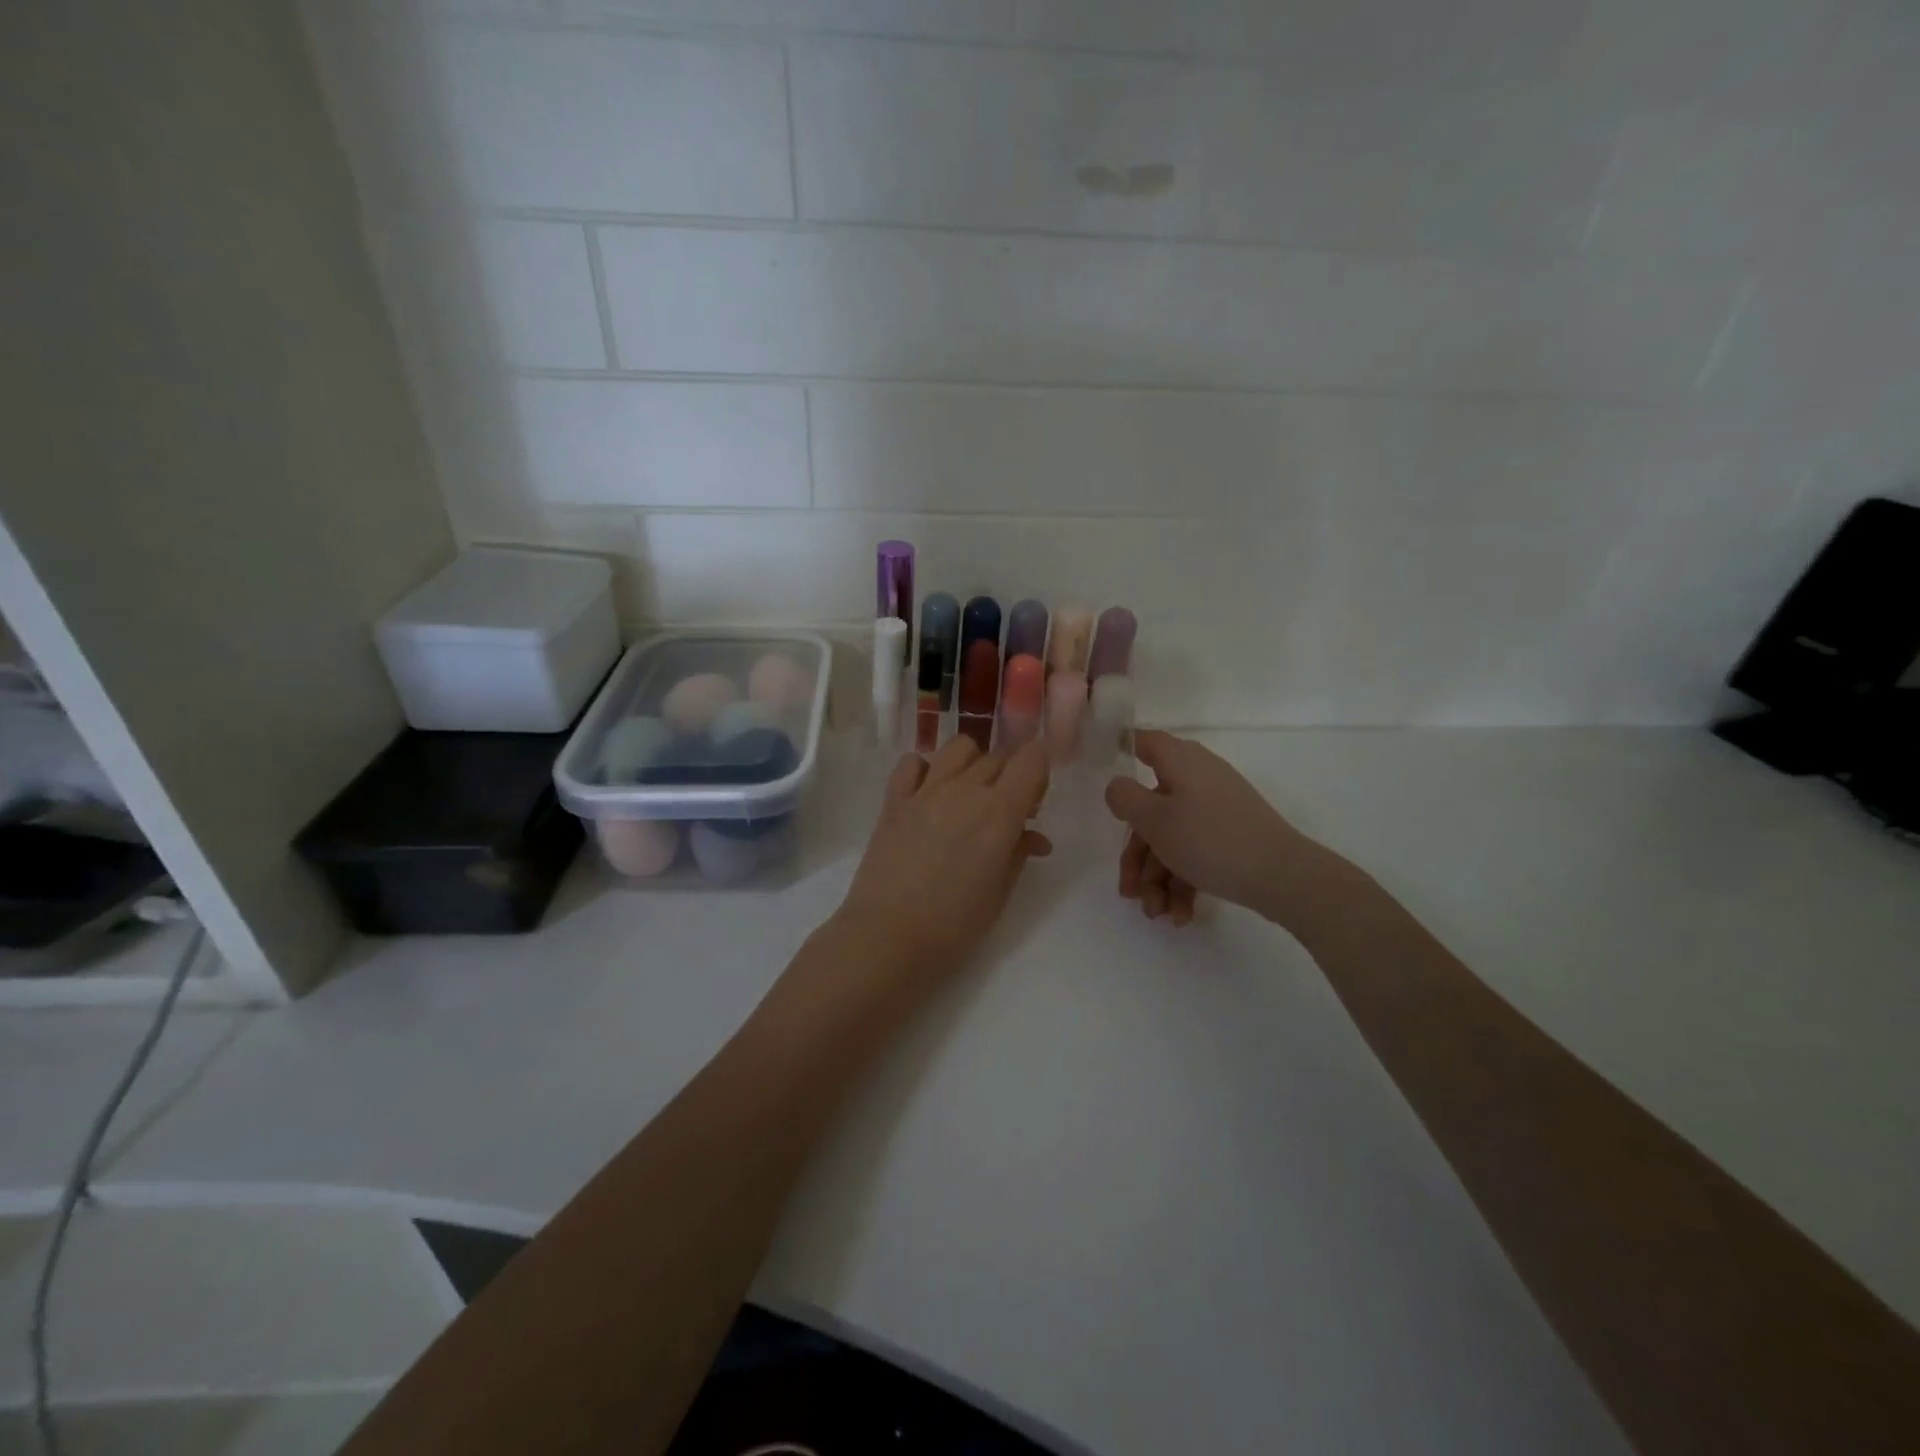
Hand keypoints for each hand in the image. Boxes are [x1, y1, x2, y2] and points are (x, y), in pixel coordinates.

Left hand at [833, 736, 1051, 982]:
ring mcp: (925, 790)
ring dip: (973, 763)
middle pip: (999, 756)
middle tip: (1008, 811)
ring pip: (958, 748)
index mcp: (999, 812)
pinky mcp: (894, 800)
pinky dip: (925, 769)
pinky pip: (912, 762)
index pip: (1032, 759)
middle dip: (1011, 774)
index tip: (1035, 798)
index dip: (1040, 769)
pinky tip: (928, 794)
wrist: (888, 937)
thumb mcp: (999, 894)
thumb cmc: (953, 926)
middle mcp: (965, 790)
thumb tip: (1034, 836)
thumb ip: (1019, 854)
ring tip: (969, 794)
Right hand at [1103, 730, 1326, 928]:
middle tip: (1129, 891)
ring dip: (1158, 878)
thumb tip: (1118, 787)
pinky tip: (1180, 915)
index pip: (1145, 742)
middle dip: (1137, 855)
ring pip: (1172, 838)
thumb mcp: (1154, 819)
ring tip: (1157, 913)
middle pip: (1151, 808)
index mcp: (1180, 762)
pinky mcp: (1230, 837)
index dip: (1123, 751)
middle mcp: (1198, 779)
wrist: (1283, 877)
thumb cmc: (1209, 839)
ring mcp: (1216, 809)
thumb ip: (1125, 798)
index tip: (1107, 777)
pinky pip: (1196, 853)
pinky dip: (1183, 882)